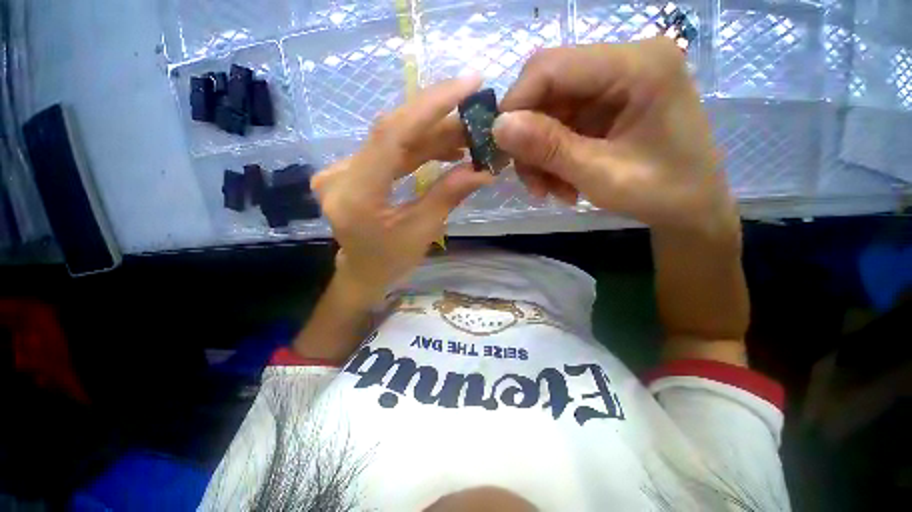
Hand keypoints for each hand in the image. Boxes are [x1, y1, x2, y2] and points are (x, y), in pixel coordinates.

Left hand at [312, 75, 493, 305]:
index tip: (468, 84)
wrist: (362, 273)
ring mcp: (342, 170)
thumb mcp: (423, 231)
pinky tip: (445, 149)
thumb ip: (449, 195)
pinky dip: (419, 148)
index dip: (431, 105)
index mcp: (356, 196)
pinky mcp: (351, 170)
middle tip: (475, 115)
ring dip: (432, 136)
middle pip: (394, 132)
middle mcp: (340, 175)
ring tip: (467, 138)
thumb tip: (484, 170)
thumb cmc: (390, 262)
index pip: (392, 135)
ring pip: (394, 140)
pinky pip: (389, 152)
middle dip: (439, 120)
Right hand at [493, 38, 737, 235]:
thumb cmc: (661, 193)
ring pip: (550, 112)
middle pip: (549, 89)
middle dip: (531, 140)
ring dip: (541, 155)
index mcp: (638, 65)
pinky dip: (554, 157)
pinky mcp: (608, 104)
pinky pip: (563, 125)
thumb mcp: (600, 175)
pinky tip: (562, 183)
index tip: (500, 149)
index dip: (516, 105)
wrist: (692, 208)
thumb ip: (549, 148)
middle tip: (532, 182)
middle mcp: (625, 61)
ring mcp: (616, 83)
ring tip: (551, 190)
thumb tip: (497, 127)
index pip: (552, 66)